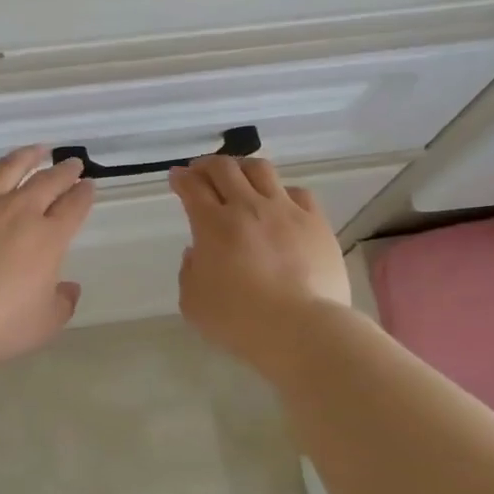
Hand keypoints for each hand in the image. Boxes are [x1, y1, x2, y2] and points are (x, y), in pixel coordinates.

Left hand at [0, 146, 95, 364]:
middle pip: (47, 181)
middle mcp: (18, 211)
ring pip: (7, 169)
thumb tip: (68, 288)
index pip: (74, 207)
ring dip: (25, 157)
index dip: (84, 194)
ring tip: (35, 150)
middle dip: (64, 171)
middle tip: (72, 163)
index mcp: (48, 238)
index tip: (88, 185)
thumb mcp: (44, 323)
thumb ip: (62, 303)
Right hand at [170, 155, 352, 372]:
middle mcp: (247, 207)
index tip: (177, 177)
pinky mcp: (315, 222)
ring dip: (243, 167)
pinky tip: (280, 201)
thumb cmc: (239, 321)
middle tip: (200, 171)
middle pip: (224, 169)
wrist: (300, 328)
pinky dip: (282, 191)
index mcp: (213, 225)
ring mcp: (285, 210)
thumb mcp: (194, 304)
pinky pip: (298, 192)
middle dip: (207, 165)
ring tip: (238, 174)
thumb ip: (190, 273)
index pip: (192, 188)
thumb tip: (198, 253)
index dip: (181, 178)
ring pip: (261, 170)